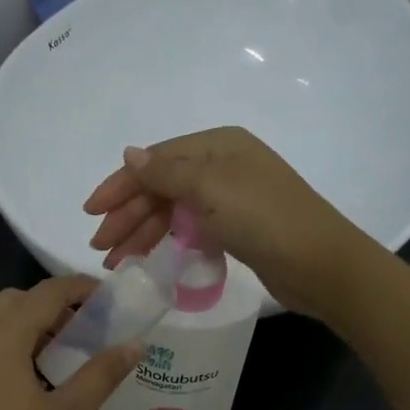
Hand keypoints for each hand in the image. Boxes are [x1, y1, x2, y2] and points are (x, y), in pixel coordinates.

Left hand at [0, 277, 139, 409]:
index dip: (80, 289)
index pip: (44, 293)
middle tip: (87, 332)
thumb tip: (136, 344)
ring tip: (62, 357)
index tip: (111, 300)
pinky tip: (29, 383)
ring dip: (26, 328)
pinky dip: (4, 349)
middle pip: (12, 303)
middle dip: (51, 308)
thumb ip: (102, 373)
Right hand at [82, 126, 371, 316]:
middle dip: (127, 216)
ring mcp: (230, 198)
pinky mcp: (237, 229)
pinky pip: (189, 230)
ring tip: (116, 262)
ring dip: (142, 234)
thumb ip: (165, 173)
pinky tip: (149, 259)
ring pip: (173, 211)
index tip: (90, 214)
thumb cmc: (263, 218)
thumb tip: (130, 153)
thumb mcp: (209, 188)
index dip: (119, 186)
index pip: (154, 161)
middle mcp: (222, 166)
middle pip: (161, 187)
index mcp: (216, 145)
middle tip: (100, 249)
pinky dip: (167, 242)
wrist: (319, 263)